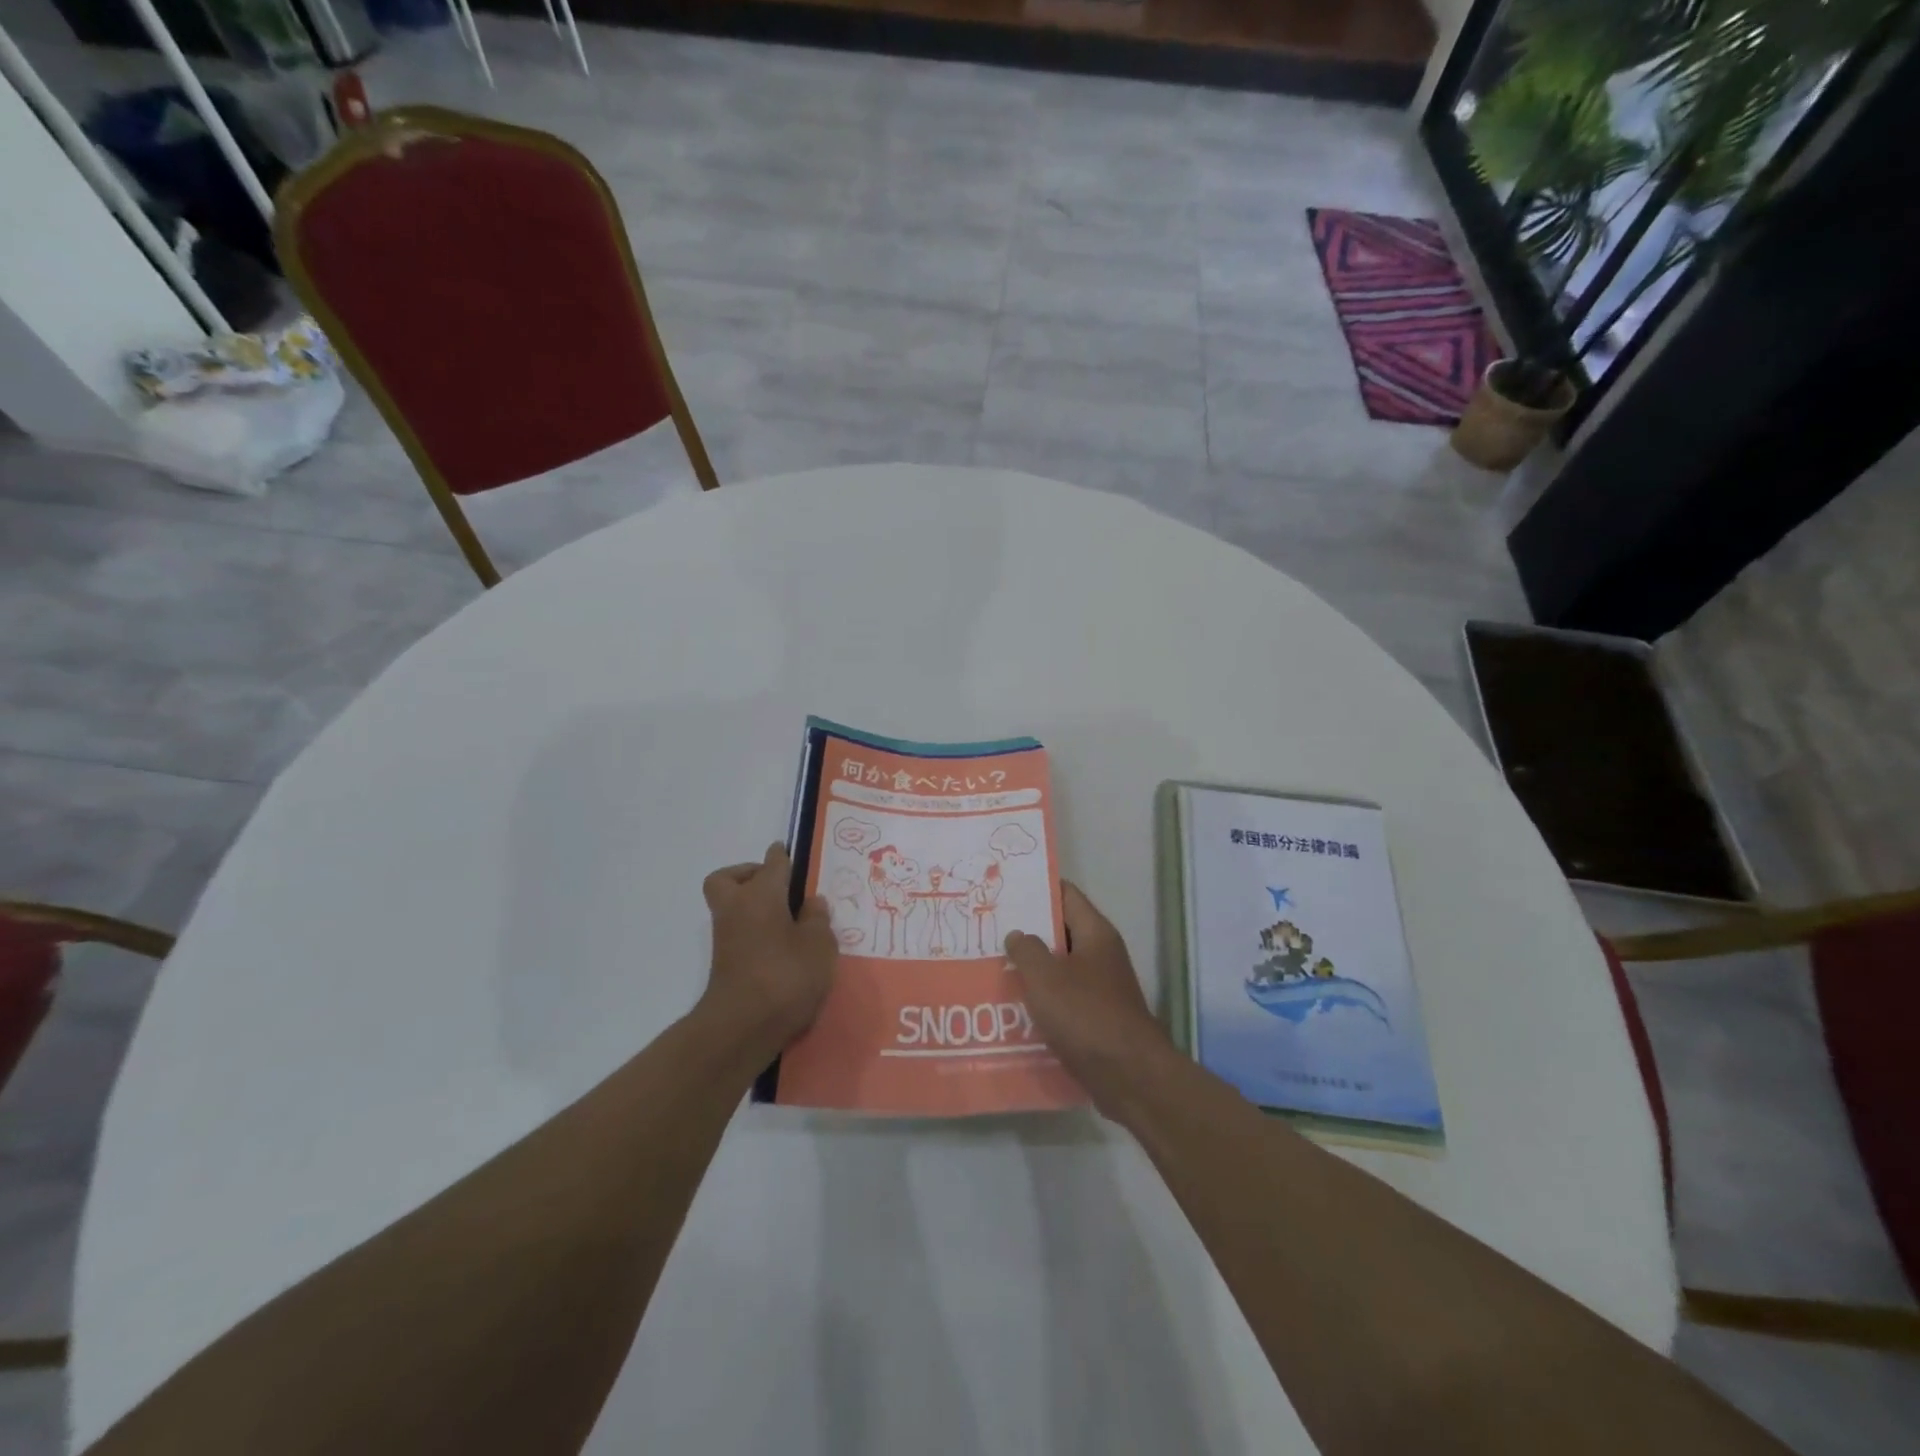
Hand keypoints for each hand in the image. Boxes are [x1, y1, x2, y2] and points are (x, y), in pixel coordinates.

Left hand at [699, 843, 836, 1057]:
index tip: (790, 853)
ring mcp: (726, 937)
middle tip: (779, 889)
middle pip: (729, 879)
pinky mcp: (725, 964)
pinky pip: (739, 934)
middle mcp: (737, 908)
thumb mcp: (819, 944)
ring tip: (790, 923)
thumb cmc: (785, 975)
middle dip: (748, 876)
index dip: (783, 856)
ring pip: (732, 907)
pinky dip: (755, 934)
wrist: (742, 1027)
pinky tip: (783, 949)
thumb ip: (818, 919)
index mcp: (761, 894)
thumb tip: (811, 902)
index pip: (773, 863)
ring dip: (754, 908)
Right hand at [1005, 882, 1169, 1113]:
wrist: (1128, 1075)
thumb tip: (1018, 934)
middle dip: (1028, 932)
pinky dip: (1042, 1001)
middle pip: (1061, 932)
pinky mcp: (1096, 1019)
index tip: (1005, 889)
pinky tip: (1012, 1009)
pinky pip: (1063, 1000)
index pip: (1066, 894)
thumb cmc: (1085, 1015)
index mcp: (1095, 933)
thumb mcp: (1046, 977)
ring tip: (993, 967)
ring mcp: (1101, 988)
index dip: (1037, 888)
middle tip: (989, 929)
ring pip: (1060, 969)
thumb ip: (1026, 950)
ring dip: (1032, 970)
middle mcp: (1101, 955)